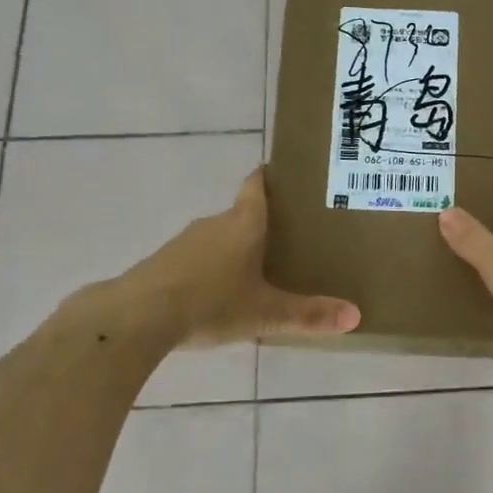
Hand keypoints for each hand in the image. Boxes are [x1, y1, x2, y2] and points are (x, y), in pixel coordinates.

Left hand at [73, 169, 360, 347]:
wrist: (136, 317)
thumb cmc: (210, 302)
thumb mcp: (265, 314)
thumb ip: (308, 315)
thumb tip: (356, 315)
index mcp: (244, 223)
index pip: (258, 184)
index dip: (271, 176)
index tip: (286, 175)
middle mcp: (215, 223)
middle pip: (241, 213)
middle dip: (262, 222)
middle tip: (288, 237)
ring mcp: (184, 242)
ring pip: (218, 237)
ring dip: (234, 247)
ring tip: (256, 268)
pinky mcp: (163, 264)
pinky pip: (195, 258)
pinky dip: (209, 268)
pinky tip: (216, 294)